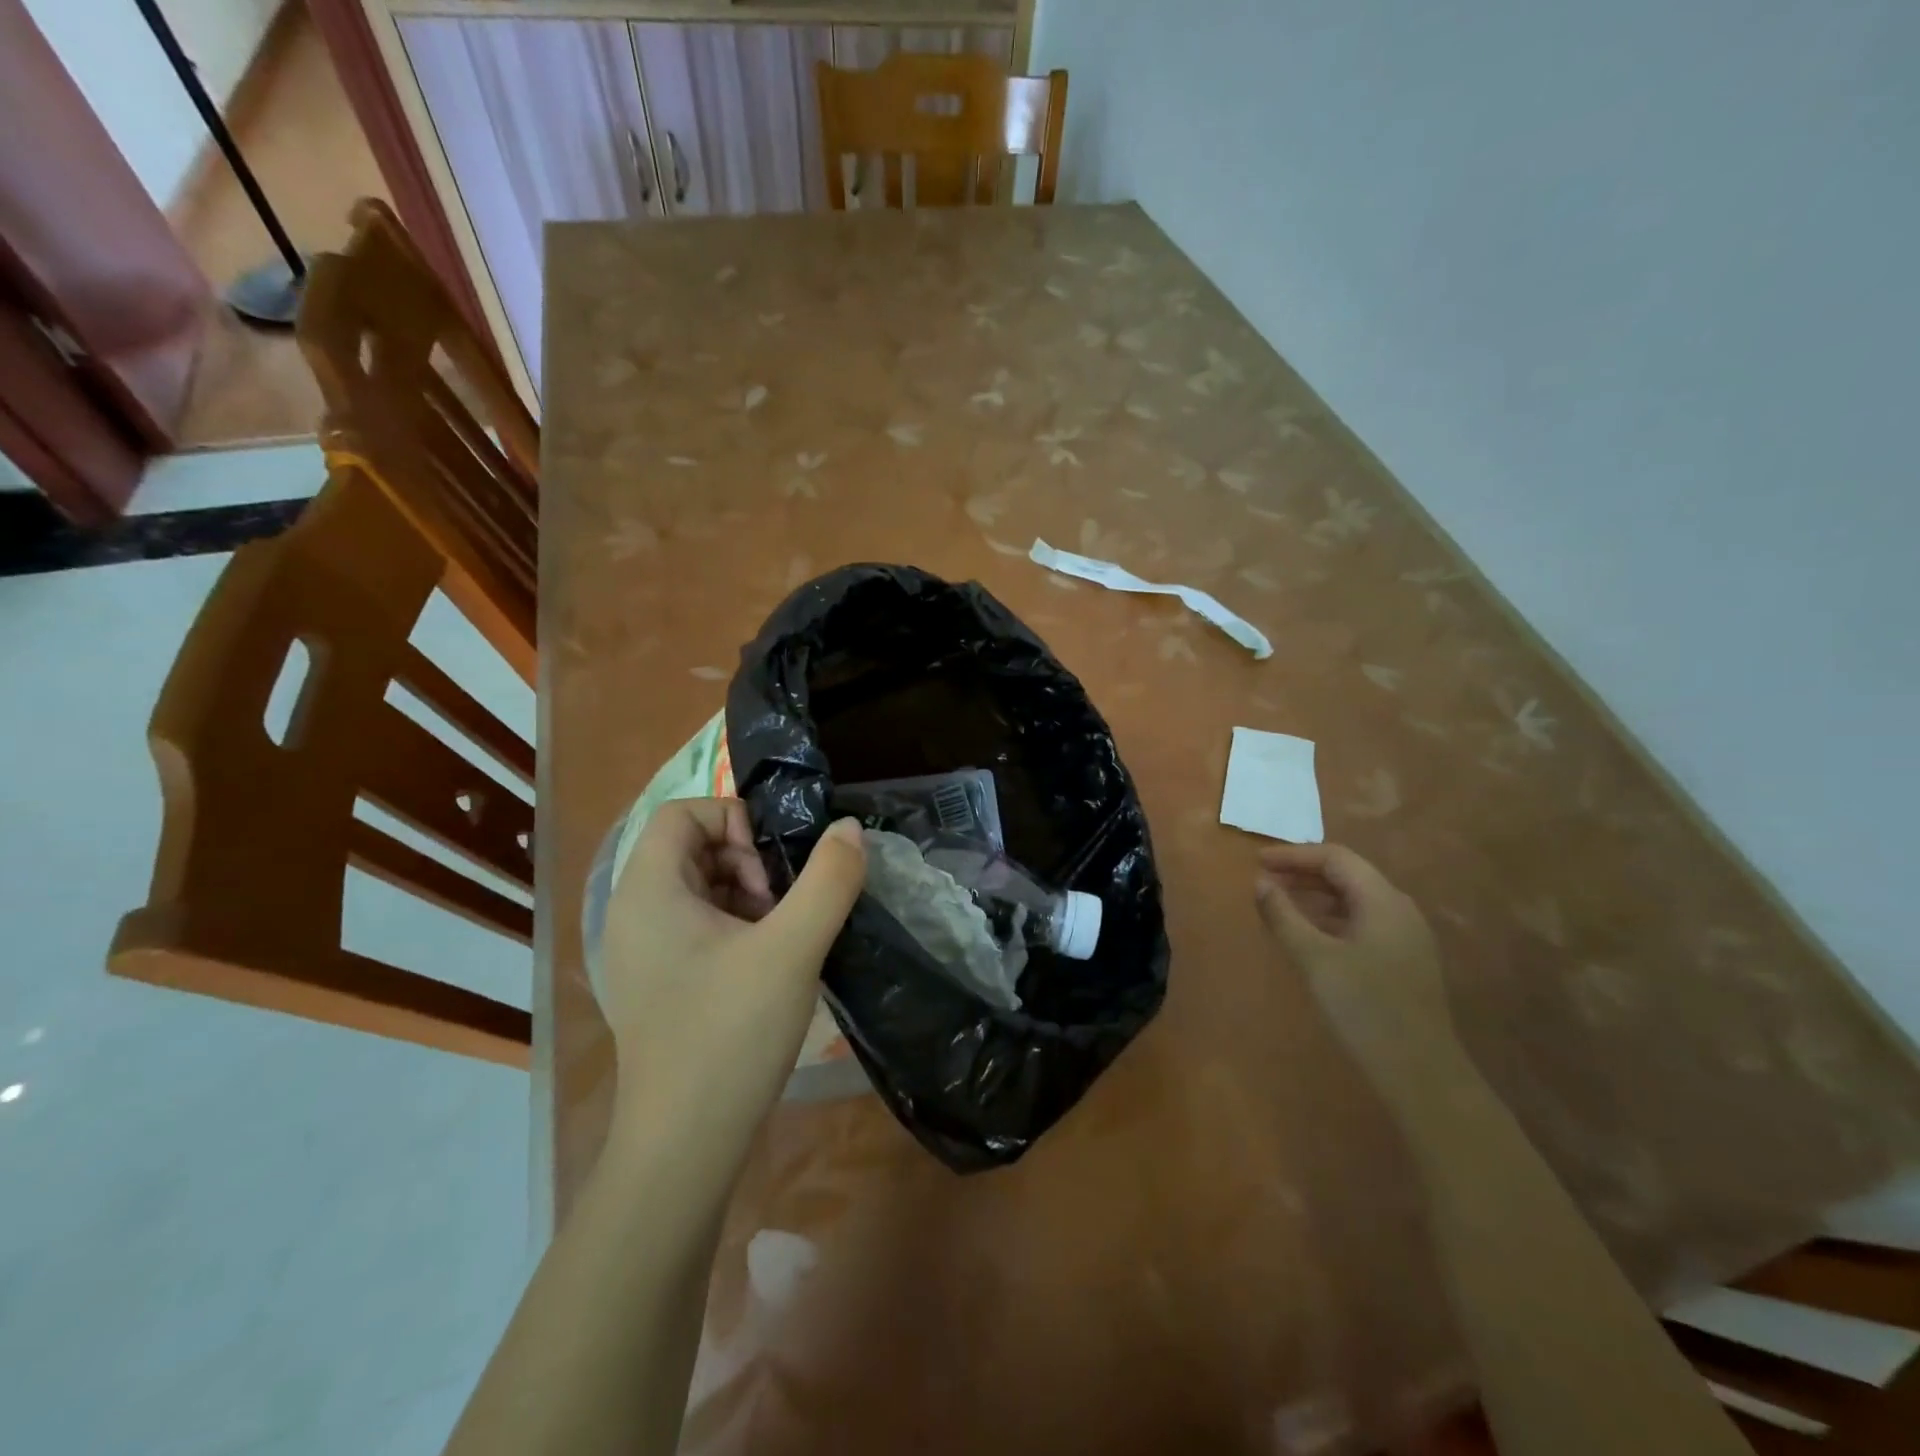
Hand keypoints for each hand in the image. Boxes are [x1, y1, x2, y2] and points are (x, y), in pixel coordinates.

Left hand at [599, 799, 865, 1162]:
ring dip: (749, 897)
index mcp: (648, 892)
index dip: (735, 821)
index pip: (684, 813)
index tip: (772, 867)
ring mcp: (644, 952)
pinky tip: (768, 967)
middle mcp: (635, 913)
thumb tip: (849, 828)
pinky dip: (738, 928)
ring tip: (781, 939)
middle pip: (694, 848)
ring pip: (702, 888)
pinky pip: (700, 927)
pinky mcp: (661, 983)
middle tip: (781, 908)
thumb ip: (828, 879)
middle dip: (749, 863)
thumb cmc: (730, 1035)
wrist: (685, 1147)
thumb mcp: (792, 949)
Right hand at [1254, 843, 1464, 1111]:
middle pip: (1348, 874)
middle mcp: (1400, 909)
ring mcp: (1406, 935)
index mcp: (1383, 900)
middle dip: (1303, 872)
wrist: (1420, 1072)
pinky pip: (1362, 920)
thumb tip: (1261, 883)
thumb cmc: (1364, 1007)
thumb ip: (1284, 916)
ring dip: (1316, 895)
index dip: (1293, 855)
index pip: (1335, 858)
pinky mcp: (1404, 959)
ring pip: (1355, 898)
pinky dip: (1331, 917)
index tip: (1257, 861)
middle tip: (1264, 880)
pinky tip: (1309, 934)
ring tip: (1280, 903)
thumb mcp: (1314, 958)